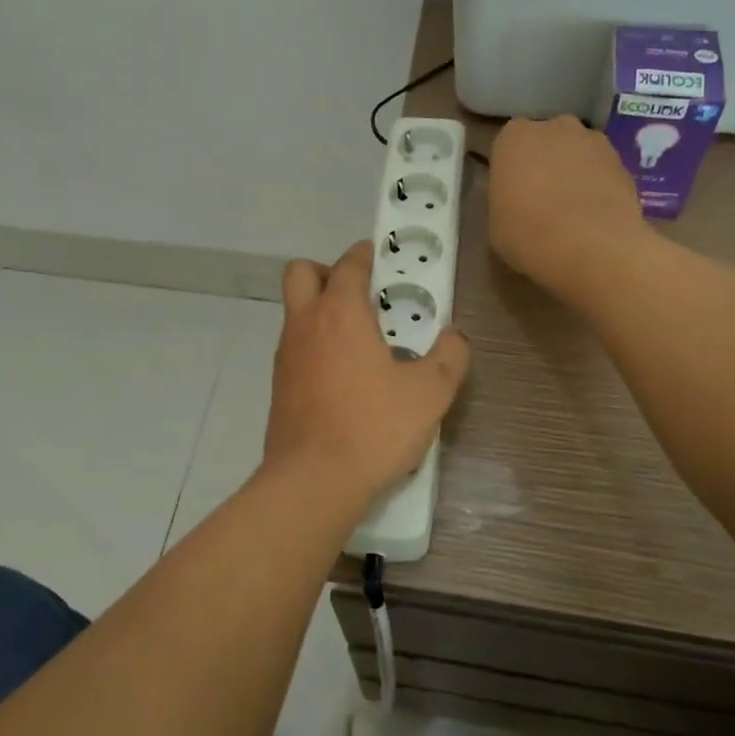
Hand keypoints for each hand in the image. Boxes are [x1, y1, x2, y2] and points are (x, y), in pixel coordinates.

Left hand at [264, 241, 470, 507]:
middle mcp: (305, 324)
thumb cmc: (373, 427)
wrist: (313, 480)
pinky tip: (342, 377)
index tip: (378, 257)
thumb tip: (455, 336)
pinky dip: (314, 346)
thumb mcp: (430, 393)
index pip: (348, 264)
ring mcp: (285, 355)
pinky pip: (294, 348)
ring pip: (295, 312)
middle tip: (359, 295)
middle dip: (327, 272)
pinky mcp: (278, 386)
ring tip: (358, 341)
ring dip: (319, 311)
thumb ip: (449, 357)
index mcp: (340, 313)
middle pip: (302, 273)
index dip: (364, 255)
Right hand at [488, 116, 644, 297]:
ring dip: (574, 172)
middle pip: (547, 141)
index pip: (509, 144)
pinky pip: (602, 171)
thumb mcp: (496, 223)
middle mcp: (555, 128)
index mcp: (515, 138)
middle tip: (540, 198)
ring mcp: (594, 141)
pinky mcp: (624, 162)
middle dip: (545, 162)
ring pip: (578, 153)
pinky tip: (595, 217)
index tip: (511, 192)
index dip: (512, 167)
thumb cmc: (528, 234)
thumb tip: (517, 202)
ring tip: (572, 210)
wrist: (593, 246)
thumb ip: (505, 200)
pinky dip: (598, 187)